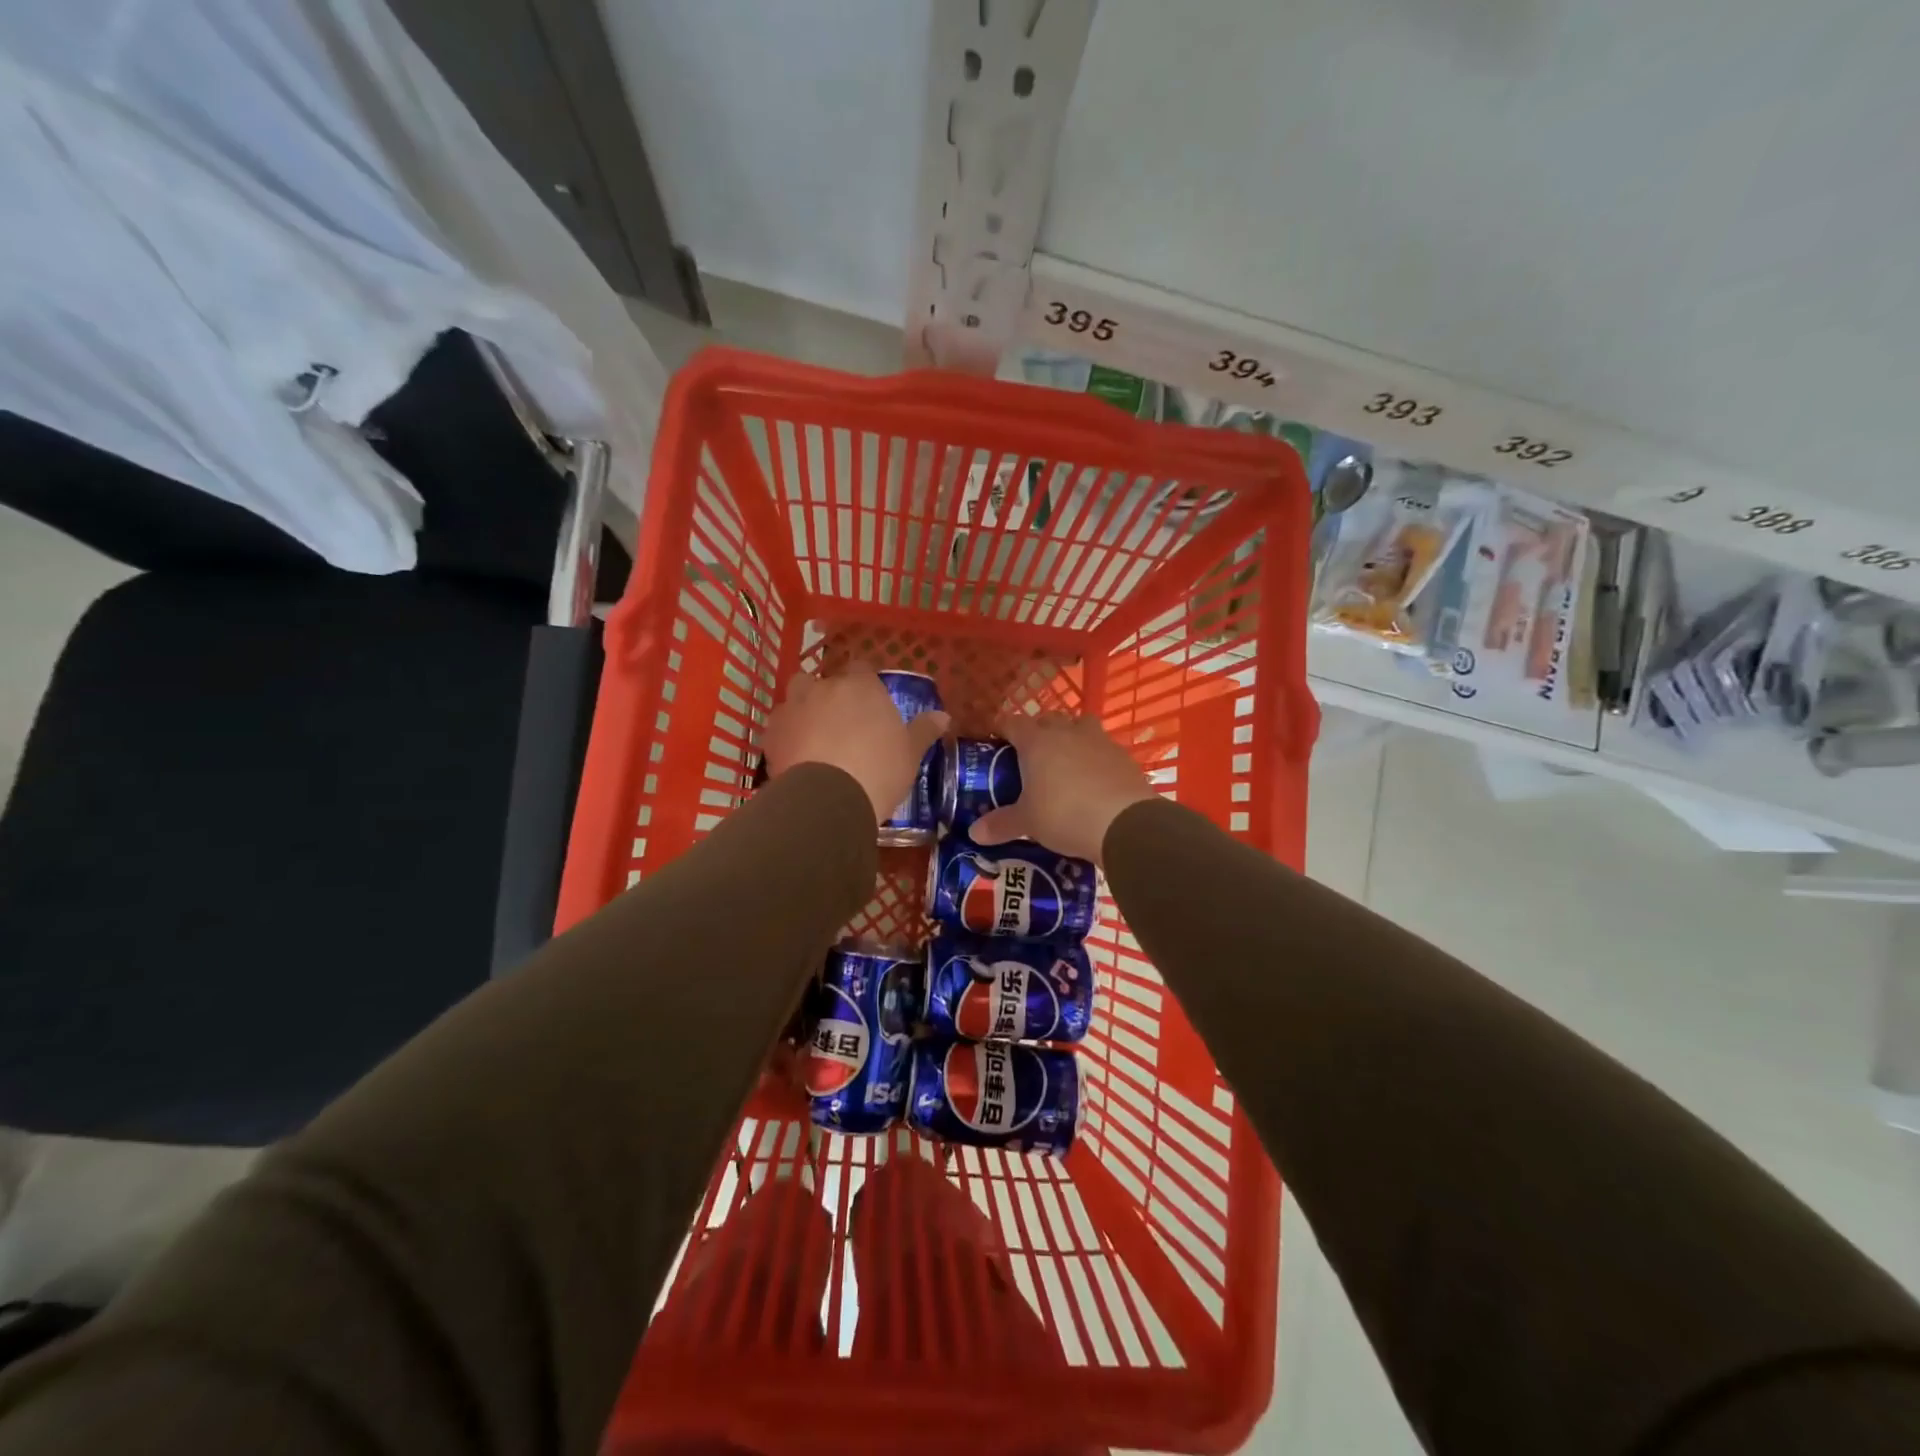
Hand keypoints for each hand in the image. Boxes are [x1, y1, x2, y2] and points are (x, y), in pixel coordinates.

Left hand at [761, 663, 948, 824]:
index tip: (871, 703)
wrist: (827, 799)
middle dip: (829, 695)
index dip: (864, 684)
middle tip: (842, 723)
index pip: (861, 668)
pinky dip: (786, 736)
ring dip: (803, 710)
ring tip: (814, 738)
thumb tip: (944, 716)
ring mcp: (793, 708)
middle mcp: (823, 688)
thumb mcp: (910, 753)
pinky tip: (796, 757)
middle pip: (823, 680)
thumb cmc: (878, 770)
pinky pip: (779, 727)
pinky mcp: (770, 733)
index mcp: (860, 686)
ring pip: (795, 699)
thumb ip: (923, 731)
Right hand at [969, 711, 1155, 864]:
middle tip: (1030, 756)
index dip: (1002, 729)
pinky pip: (1103, 747)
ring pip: (1080, 725)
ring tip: (1065, 762)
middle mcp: (1067, 732)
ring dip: (1071, 736)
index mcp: (1036, 741)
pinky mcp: (1123, 756)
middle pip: (1048, 719)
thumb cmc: (1064, 815)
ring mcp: (1099, 740)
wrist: (1124, 823)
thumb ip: (1001, 824)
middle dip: (1038, 731)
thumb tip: (974, 833)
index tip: (995, 741)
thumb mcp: (1028, 823)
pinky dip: (1095, 757)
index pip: (1012, 723)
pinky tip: (1094, 780)